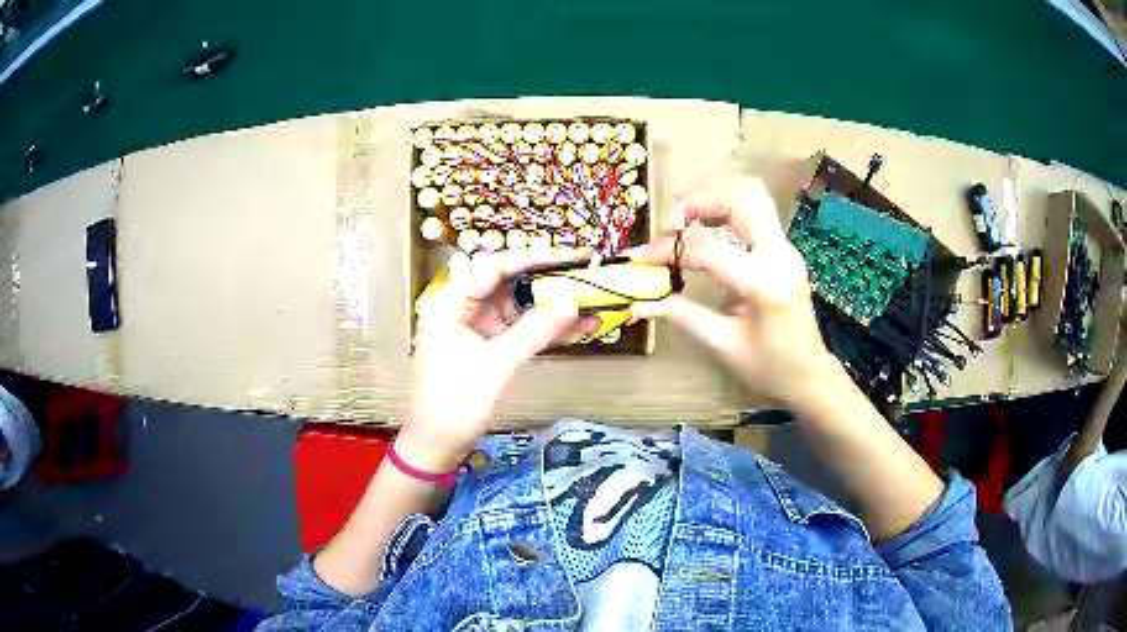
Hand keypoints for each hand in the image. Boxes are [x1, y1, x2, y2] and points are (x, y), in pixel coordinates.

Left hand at [398, 248, 597, 470]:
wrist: (438, 446)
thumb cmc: (455, 402)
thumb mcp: (496, 364)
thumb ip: (535, 331)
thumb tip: (573, 304)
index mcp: (452, 302)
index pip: (495, 266)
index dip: (535, 257)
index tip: (572, 255)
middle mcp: (464, 309)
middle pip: (511, 284)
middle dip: (550, 281)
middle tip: (588, 273)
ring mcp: (477, 329)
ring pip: (521, 309)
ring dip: (555, 308)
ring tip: (594, 302)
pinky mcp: (489, 349)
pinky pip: (522, 331)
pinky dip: (547, 331)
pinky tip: (580, 328)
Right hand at [629, 176, 838, 407]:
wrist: (809, 374)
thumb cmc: (769, 367)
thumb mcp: (723, 344)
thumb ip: (683, 316)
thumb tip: (640, 303)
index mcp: (764, 283)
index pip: (708, 249)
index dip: (669, 249)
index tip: (642, 257)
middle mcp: (780, 255)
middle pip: (743, 199)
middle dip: (701, 199)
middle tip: (670, 219)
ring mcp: (787, 249)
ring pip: (754, 197)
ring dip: (718, 197)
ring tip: (687, 215)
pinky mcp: (785, 251)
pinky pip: (758, 213)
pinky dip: (729, 209)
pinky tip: (708, 225)